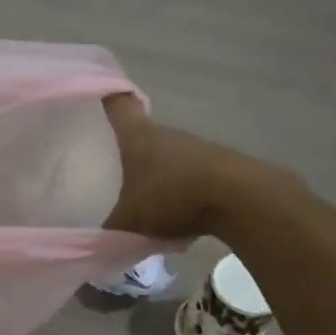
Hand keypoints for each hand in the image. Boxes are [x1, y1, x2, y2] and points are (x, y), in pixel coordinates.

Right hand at [100, 94, 228, 240]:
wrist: (238, 198)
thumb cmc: (171, 195)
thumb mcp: (129, 220)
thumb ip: (109, 228)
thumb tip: (96, 237)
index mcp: (137, 135)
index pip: (118, 103)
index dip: (108, 97)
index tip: (99, 97)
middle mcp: (166, 133)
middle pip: (143, 132)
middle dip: (129, 147)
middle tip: (111, 165)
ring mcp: (195, 147)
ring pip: (167, 155)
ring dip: (157, 172)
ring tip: (143, 200)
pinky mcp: (217, 165)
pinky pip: (189, 174)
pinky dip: (180, 190)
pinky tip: (176, 214)